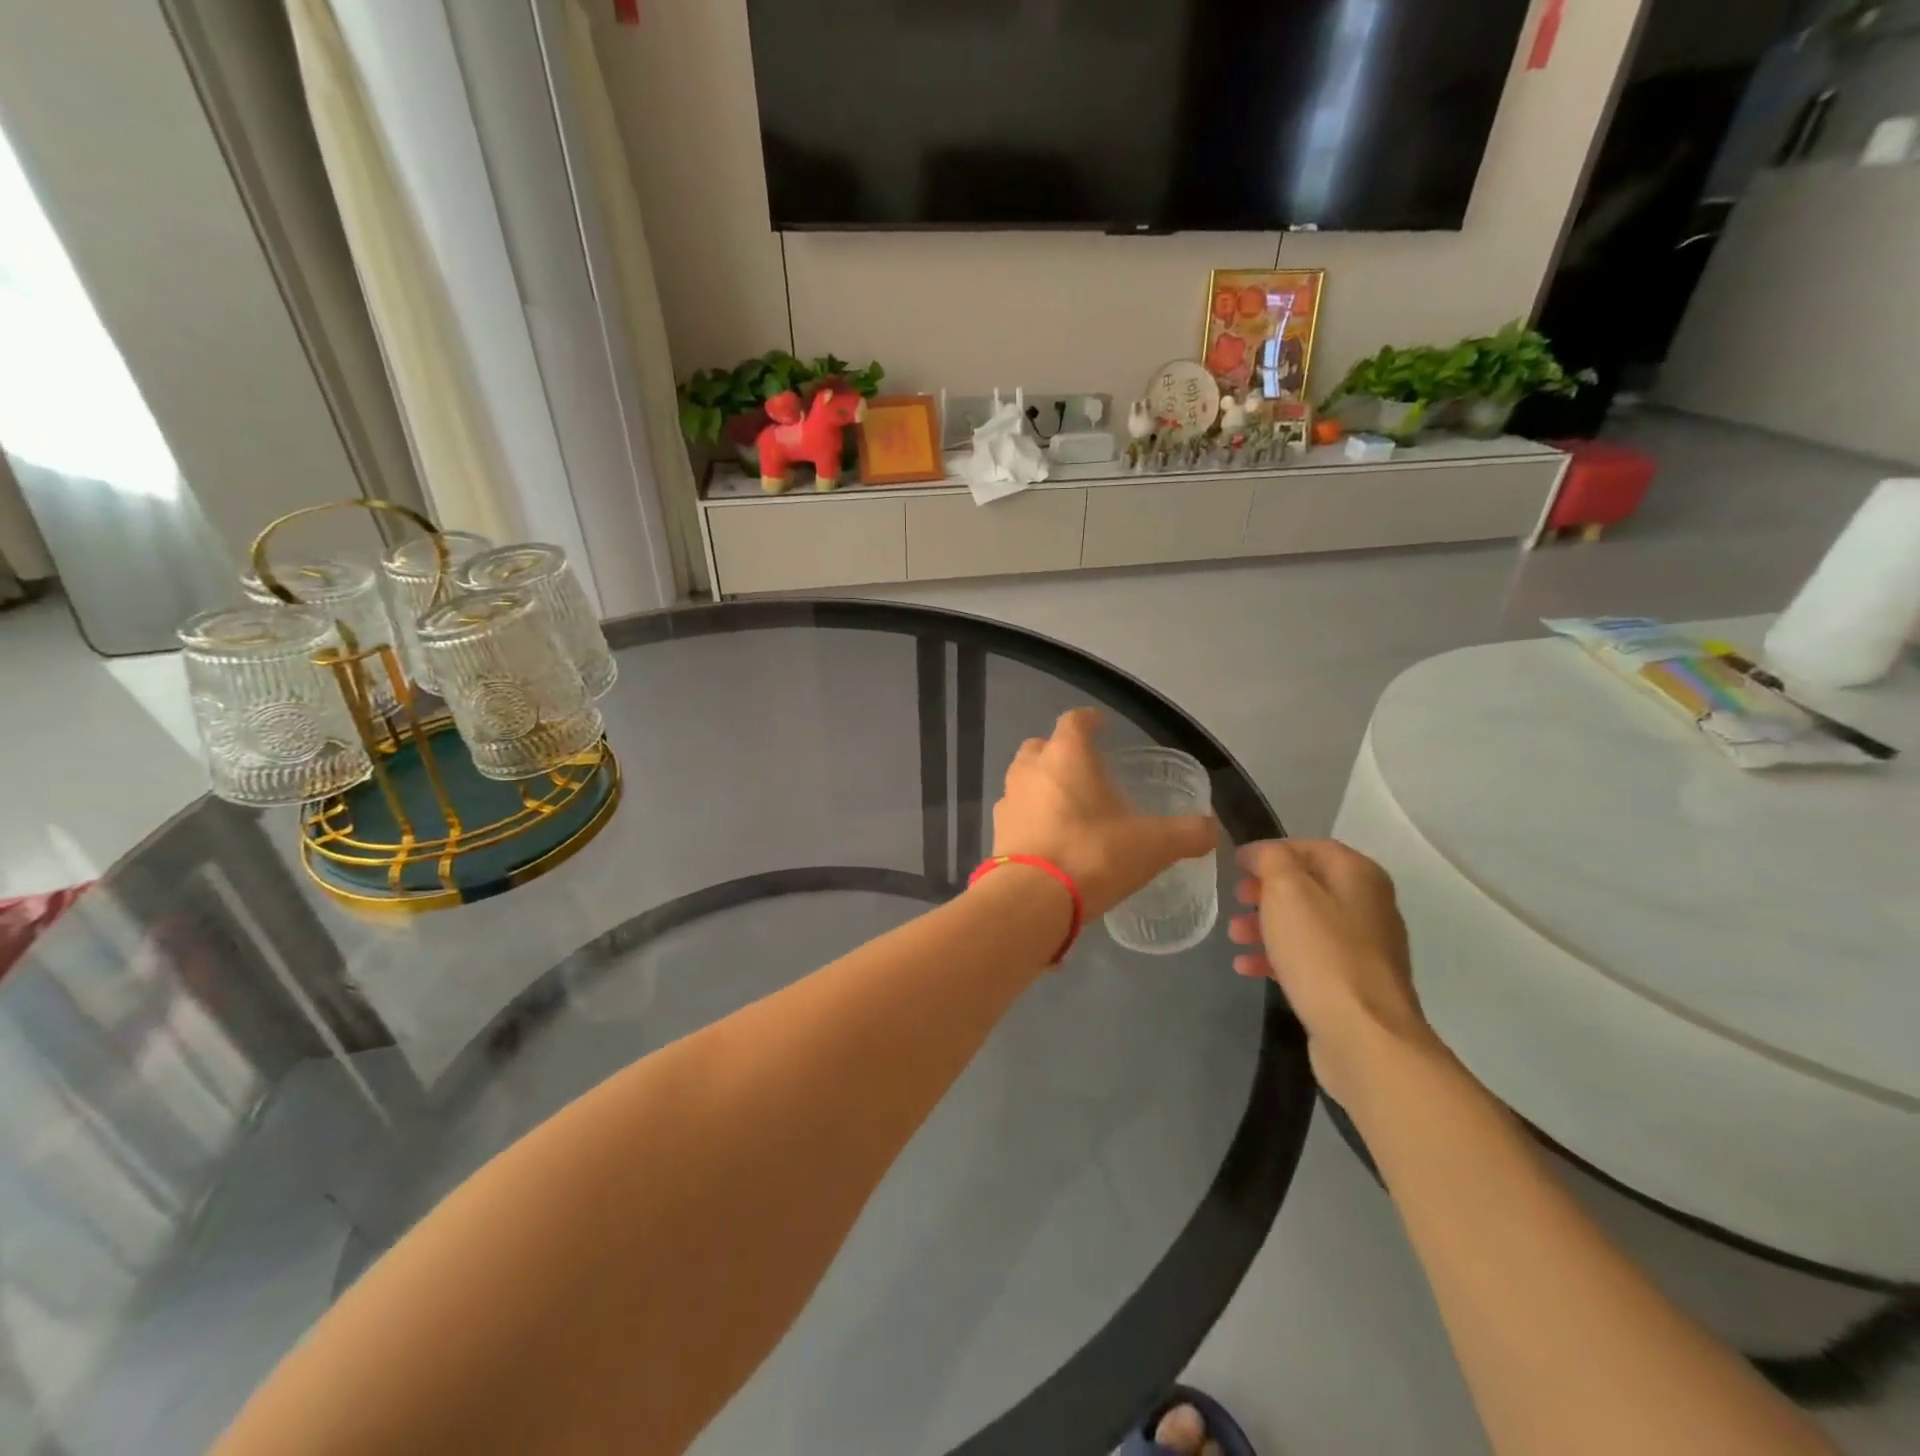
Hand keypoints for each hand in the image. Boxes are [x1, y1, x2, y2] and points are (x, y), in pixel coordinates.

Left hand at [991, 709, 1216, 919]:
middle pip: (1041, 746)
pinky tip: (1051, 838)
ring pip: (1024, 779)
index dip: (1089, 720)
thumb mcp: (1153, 845)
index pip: (1074, 721)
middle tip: (1085, 770)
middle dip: (1060, 752)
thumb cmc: (1094, 855)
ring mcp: (1008, 801)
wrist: (1031, 900)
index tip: (1102, 726)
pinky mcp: (996, 833)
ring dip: (1042, 785)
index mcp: (1066, 756)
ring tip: (1068, 806)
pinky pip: (1016, 813)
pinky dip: (1031, 817)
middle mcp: (1030, 769)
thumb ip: (1187, 833)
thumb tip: (1212, 830)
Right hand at [1228, 839, 1438, 1104]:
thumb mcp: (1286, 890)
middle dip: (1264, 891)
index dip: (1269, 851)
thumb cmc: (1321, 951)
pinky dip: (1277, 956)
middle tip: (1235, 898)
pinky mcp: (1352, 983)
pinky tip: (1247, 967)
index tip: (1234, 864)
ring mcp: (1363, 947)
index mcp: (1358, 875)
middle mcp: (1368, 905)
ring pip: (1304, 923)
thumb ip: (1271, 859)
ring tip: (1234, 936)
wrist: (1364, 1035)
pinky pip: (1308, 958)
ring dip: (1265, 925)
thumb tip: (1262, 854)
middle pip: (1307, 885)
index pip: (1309, 846)